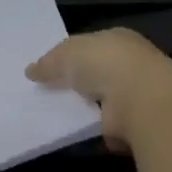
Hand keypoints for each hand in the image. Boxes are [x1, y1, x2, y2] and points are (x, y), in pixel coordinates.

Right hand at [26, 29, 171, 151]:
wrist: (141, 100)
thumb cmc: (104, 64)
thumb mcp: (66, 54)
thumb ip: (49, 62)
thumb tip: (30, 71)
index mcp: (118, 39)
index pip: (92, 44)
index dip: (72, 54)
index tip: (52, 68)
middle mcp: (131, 63)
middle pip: (99, 71)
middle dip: (80, 80)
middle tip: (51, 92)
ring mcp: (137, 93)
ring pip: (104, 98)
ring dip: (87, 106)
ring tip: (58, 114)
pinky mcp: (137, 121)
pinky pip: (107, 123)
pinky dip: (95, 128)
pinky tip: (76, 132)